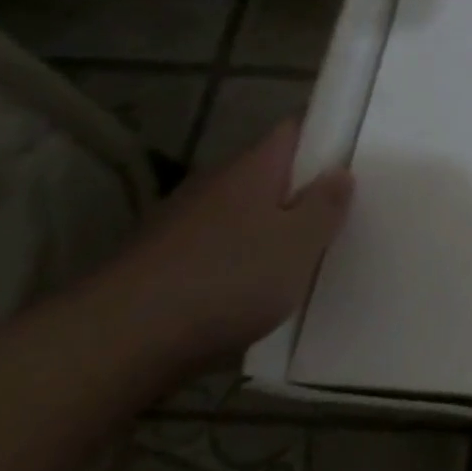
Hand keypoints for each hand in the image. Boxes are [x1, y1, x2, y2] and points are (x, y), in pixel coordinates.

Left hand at [105, 121, 353, 370]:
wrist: (120, 339)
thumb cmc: (228, 279)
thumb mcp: (300, 243)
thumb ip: (325, 205)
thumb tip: (340, 171)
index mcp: (252, 169)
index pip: (292, 131)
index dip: (322, 136)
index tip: (351, 155)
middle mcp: (214, 183)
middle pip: (266, 172)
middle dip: (300, 187)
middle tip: (338, 211)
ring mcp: (182, 221)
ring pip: (240, 211)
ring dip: (269, 225)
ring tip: (301, 253)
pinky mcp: (162, 259)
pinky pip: (217, 245)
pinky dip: (239, 256)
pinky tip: (254, 285)